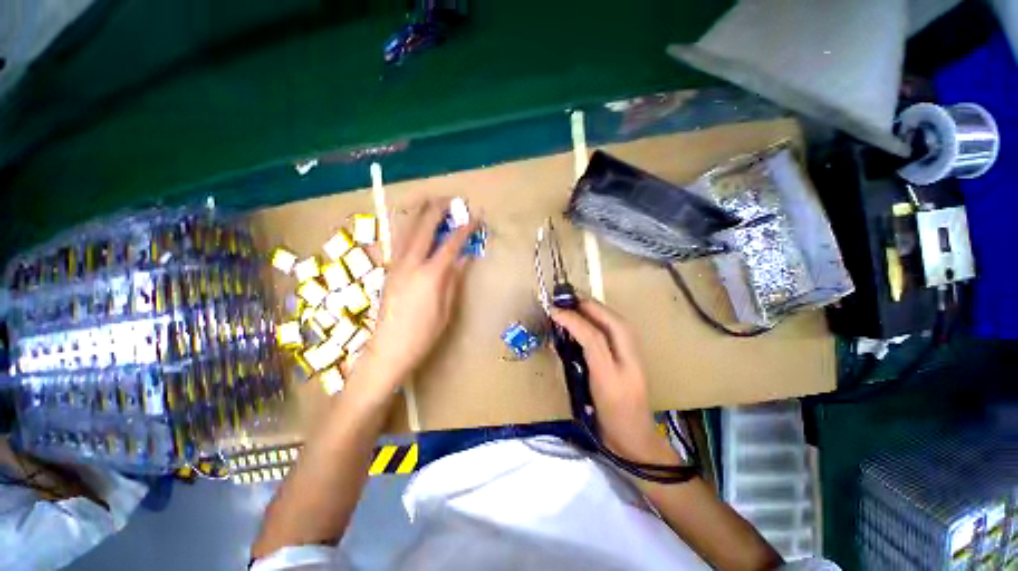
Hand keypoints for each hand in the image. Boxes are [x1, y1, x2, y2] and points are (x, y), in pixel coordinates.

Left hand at [363, 199, 479, 391]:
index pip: (451, 244)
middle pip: (424, 228)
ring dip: (420, 214)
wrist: (389, 350)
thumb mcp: (446, 309)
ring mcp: (396, 266)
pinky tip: (415, 226)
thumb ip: (454, 280)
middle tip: (451, 199)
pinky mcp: (389, 271)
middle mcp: (410, 264)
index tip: (475, 217)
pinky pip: (399, 242)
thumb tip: (463, 258)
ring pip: (407, 231)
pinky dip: (410, 228)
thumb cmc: (423, 334)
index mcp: (430, 275)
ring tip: (431, 204)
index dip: (465, 228)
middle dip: (438, 210)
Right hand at [551, 300, 675, 463]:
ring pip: (621, 325)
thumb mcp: (584, 400)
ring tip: (580, 304)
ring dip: (601, 310)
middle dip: (592, 307)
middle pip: (614, 324)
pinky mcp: (637, 359)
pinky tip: (596, 318)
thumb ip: (573, 370)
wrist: (638, 442)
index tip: (554, 311)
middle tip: (569, 299)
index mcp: (613, 377)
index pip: (594, 339)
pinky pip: (622, 332)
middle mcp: (629, 363)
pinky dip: (608, 319)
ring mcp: (637, 360)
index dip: (573, 321)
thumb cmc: (607, 426)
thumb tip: (561, 344)